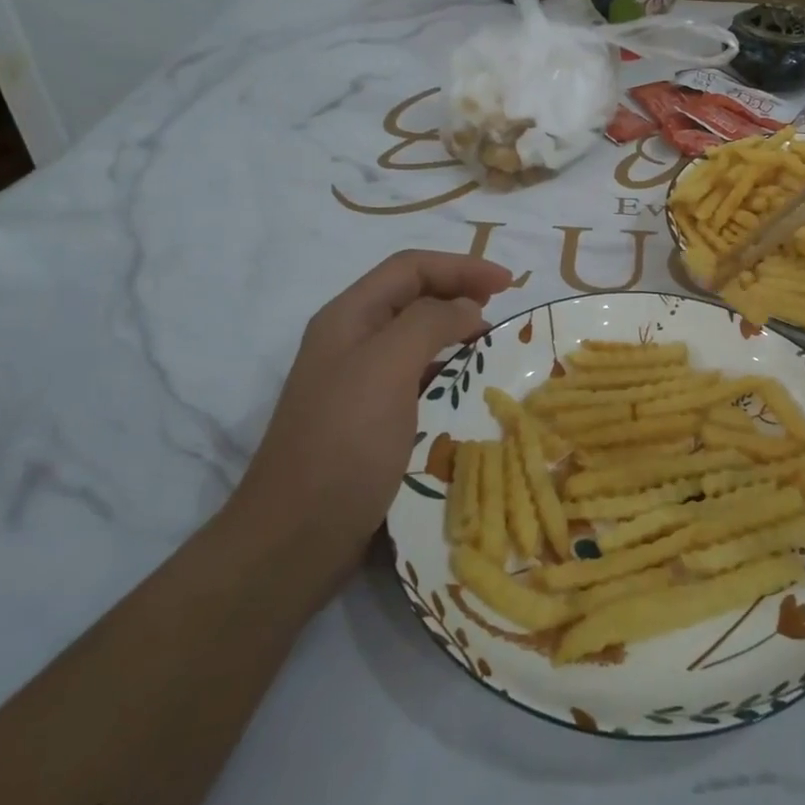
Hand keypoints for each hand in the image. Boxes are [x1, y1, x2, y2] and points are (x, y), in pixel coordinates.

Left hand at [227, 251, 512, 587]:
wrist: (296, 537)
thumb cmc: (344, 443)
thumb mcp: (387, 367)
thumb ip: (430, 323)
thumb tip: (468, 308)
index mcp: (349, 317)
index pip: (410, 268)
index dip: (461, 266)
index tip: (509, 284)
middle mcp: (352, 340)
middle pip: (413, 297)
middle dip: (460, 294)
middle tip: (505, 313)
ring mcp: (359, 381)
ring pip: (416, 338)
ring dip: (456, 333)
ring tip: (493, 347)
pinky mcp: (371, 419)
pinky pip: (417, 377)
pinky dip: (447, 371)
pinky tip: (468, 389)